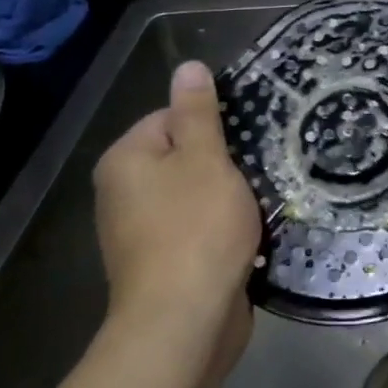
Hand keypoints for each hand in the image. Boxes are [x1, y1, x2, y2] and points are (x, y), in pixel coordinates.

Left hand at [93, 61, 259, 385]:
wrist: (185, 321)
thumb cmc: (196, 229)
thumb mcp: (205, 159)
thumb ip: (198, 112)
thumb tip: (187, 66)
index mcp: (126, 160)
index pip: (171, 118)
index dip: (213, 124)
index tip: (247, 139)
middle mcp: (124, 193)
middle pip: (185, 158)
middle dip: (225, 164)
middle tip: (261, 169)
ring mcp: (142, 233)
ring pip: (197, 196)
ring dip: (230, 199)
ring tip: (262, 201)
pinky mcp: (165, 264)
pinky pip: (199, 231)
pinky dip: (224, 230)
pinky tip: (251, 235)